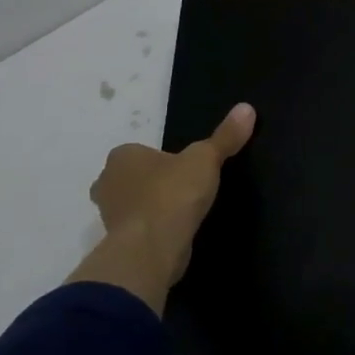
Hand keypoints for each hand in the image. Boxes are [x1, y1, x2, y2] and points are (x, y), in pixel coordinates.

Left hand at [73, 103, 255, 310]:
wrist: (152, 246)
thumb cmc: (173, 193)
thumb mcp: (206, 159)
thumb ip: (225, 136)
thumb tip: (246, 108)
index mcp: (122, 156)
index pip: (141, 152)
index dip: (164, 160)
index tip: (186, 170)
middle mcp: (107, 182)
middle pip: (132, 178)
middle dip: (152, 183)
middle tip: (184, 190)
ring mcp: (109, 215)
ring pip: (132, 204)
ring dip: (152, 207)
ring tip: (183, 212)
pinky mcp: (117, 242)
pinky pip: (138, 229)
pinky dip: (153, 229)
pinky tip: (175, 232)